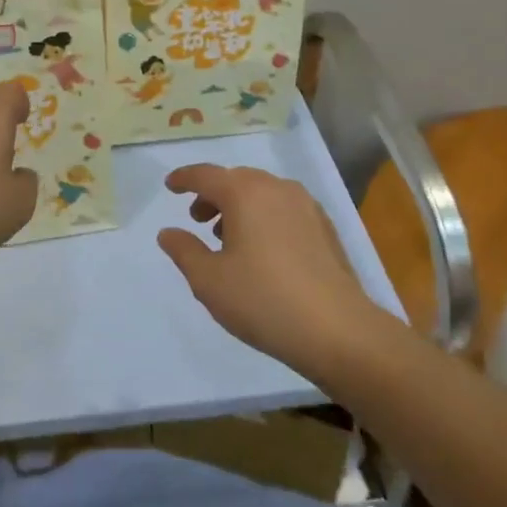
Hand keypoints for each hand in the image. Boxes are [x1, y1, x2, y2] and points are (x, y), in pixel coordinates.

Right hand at [158, 165, 377, 380]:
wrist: (338, 331)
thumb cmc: (263, 300)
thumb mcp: (209, 280)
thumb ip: (184, 251)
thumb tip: (168, 232)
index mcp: (244, 193)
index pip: (205, 175)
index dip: (184, 179)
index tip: (170, 186)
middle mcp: (276, 188)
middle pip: (236, 180)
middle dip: (213, 195)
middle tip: (198, 220)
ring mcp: (306, 206)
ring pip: (262, 194)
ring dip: (240, 207)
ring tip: (229, 239)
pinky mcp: (325, 228)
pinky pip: (284, 209)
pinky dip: (265, 217)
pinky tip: (263, 251)